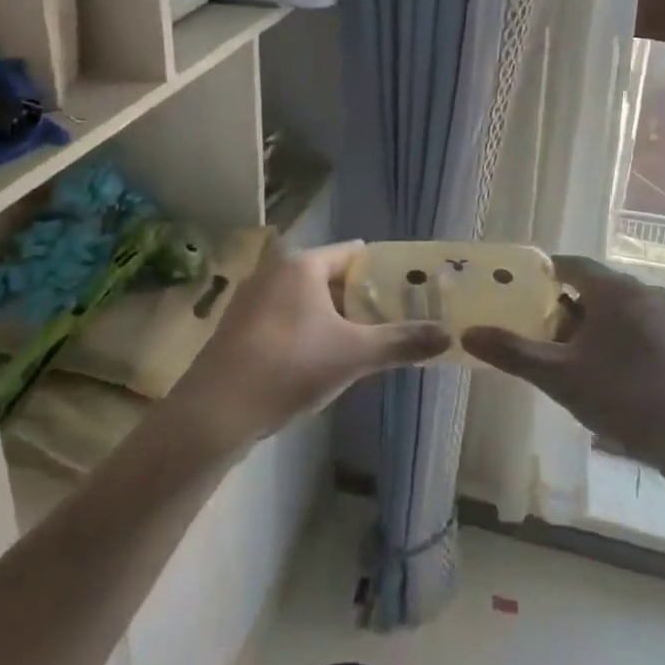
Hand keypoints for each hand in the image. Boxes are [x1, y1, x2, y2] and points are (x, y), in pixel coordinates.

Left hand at [167, 240, 450, 447]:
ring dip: (336, 316)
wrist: (215, 412)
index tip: (411, 288)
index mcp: (303, 265)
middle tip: (397, 318)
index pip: (354, 252)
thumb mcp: (354, 354)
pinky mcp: (239, 328)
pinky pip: (286, 318)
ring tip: (367, 340)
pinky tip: (323, 359)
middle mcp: (275, 272)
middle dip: (363, 297)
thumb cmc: (290, 367)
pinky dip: (309, 329)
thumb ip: (402, 341)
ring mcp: (252, 299)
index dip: (385, 269)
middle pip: (331, 276)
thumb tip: (448, 336)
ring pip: (307, 299)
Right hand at [462, 255, 664, 475]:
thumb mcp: (562, 378)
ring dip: (599, 329)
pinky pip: (649, 331)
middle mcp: (648, 293)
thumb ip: (514, 353)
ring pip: (625, 312)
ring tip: (580, 364)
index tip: (525, 294)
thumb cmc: (628, 399)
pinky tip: (621, 382)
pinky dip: (627, 343)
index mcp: (616, 291)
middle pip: (599, 289)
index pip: (572, 265)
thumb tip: (468, 334)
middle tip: (547, 338)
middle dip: (570, 309)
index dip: (545, 275)